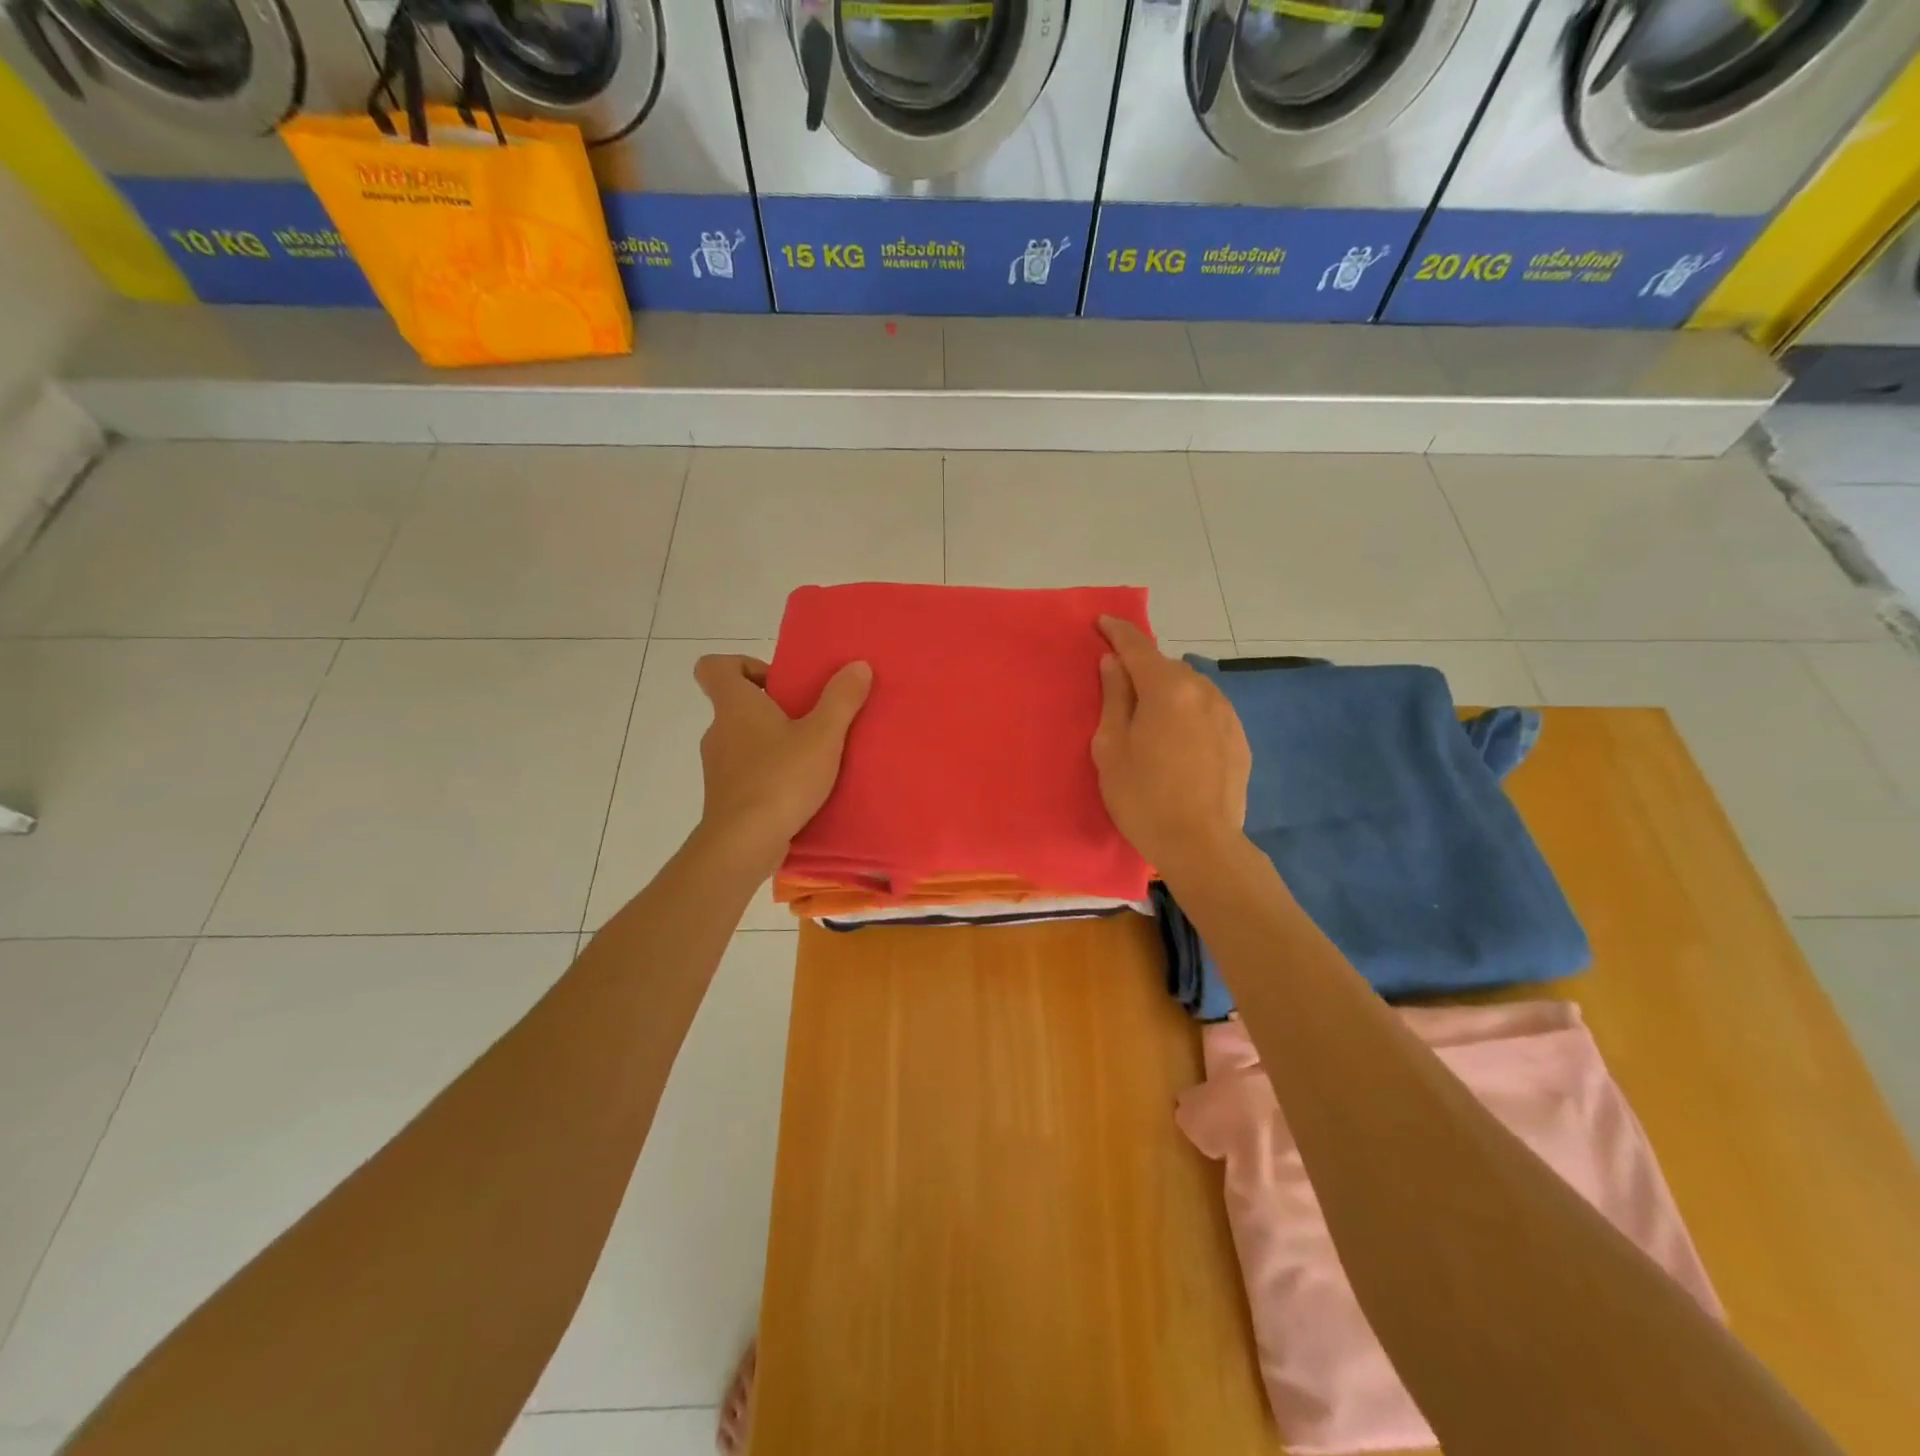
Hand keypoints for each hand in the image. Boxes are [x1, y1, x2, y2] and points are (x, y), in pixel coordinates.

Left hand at [693, 654, 871, 873]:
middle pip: (736, 705)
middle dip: (773, 708)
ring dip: (774, 743)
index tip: (778, 682)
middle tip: (811, 720)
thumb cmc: (781, 779)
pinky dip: (770, 773)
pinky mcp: (725, 797)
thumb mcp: (823, 736)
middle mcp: (719, 731)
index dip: (742, 665)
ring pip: (743, 740)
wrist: (743, 845)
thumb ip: (841, 699)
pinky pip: (747, 772)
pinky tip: (800, 789)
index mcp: (735, 706)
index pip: (714, 667)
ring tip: (813, 758)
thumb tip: (858, 665)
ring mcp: (718, 767)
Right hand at [1091, 617, 1249, 873]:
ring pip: (1189, 688)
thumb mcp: (1111, 747)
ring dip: (1167, 691)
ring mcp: (1226, 713)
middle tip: (1120, 687)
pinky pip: (1206, 710)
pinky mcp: (1238, 738)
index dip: (1118, 631)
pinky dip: (1188, 712)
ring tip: (1150, 718)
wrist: (1201, 844)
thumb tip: (1114, 662)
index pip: (1138, 646)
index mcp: (1167, 687)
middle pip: (1165, 666)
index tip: (1102, 622)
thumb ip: (1114, 697)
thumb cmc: (1143, 796)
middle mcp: (1202, 690)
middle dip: (1142, 669)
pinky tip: (1177, 741)